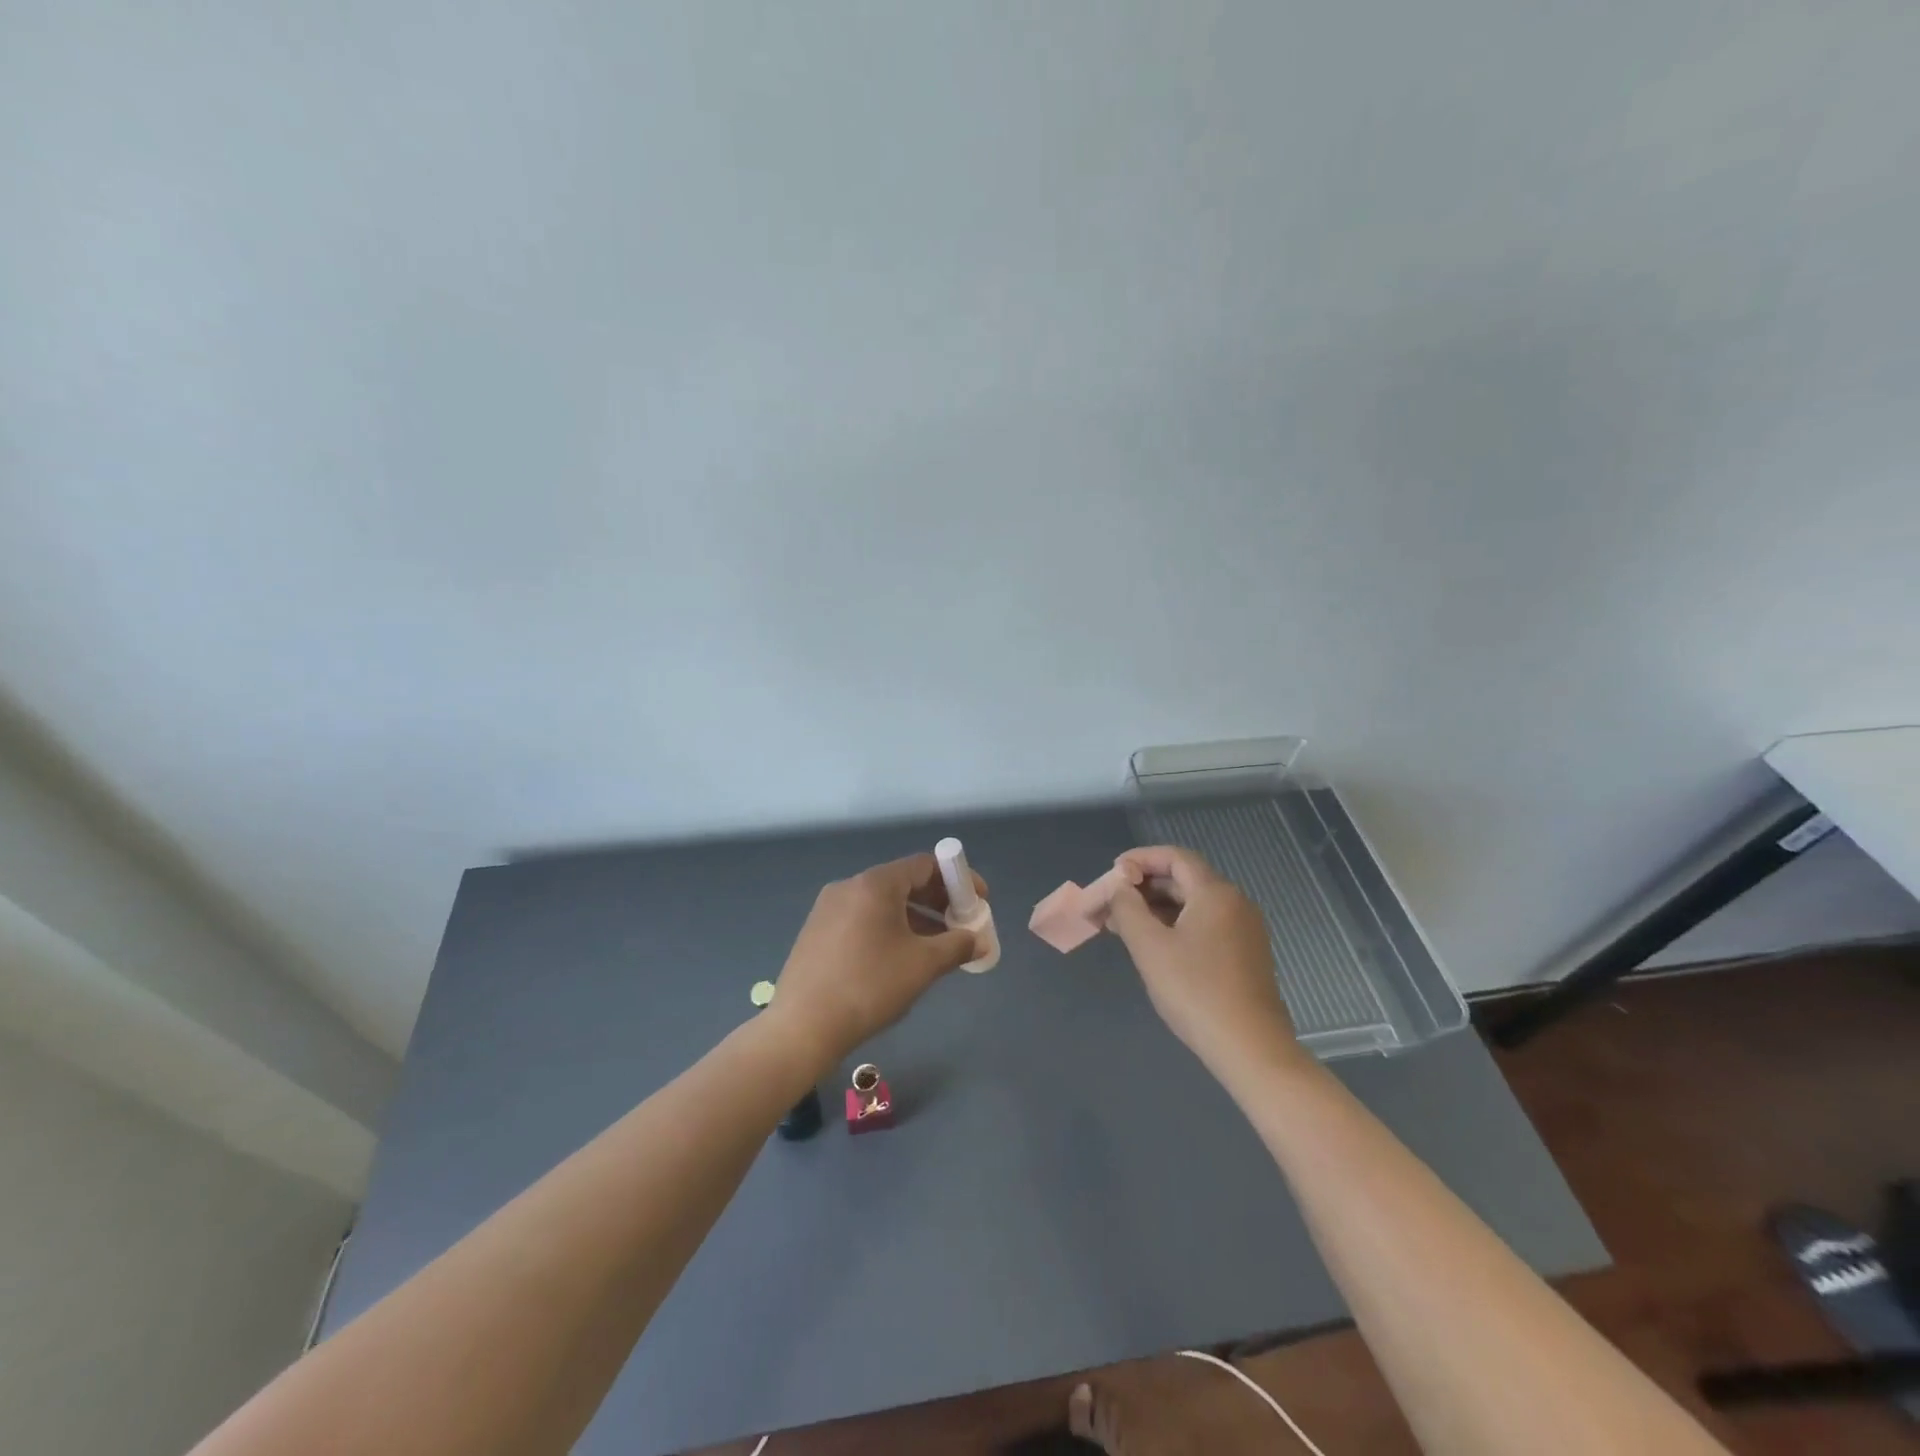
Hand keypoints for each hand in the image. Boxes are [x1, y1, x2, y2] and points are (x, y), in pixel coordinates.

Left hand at [768, 853, 984, 1069]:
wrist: (802, 1027)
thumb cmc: (870, 986)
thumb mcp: (923, 965)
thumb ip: (957, 946)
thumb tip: (979, 940)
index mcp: (875, 884)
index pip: (925, 864)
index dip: (957, 880)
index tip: (978, 902)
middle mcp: (849, 886)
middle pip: (903, 881)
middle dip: (937, 901)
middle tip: (960, 926)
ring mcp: (828, 908)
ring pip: (882, 903)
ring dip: (915, 918)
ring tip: (936, 948)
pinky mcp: (816, 932)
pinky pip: (863, 919)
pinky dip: (889, 929)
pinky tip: (899, 959)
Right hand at [1105, 845, 1304, 1078]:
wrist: (1250, 1048)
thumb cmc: (1195, 990)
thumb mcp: (1150, 946)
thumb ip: (1128, 908)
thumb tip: (1119, 885)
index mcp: (1215, 893)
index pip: (1175, 857)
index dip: (1140, 859)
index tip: (1112, 873)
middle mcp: (1235, 903)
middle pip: (1184, 879)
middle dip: (1143, 888)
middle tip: (1110, 904)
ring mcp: (1244, 930)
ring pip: (1193, 905)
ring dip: (1156, 909)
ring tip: (1122, 927)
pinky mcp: (1245, 955)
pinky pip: (1205, 925)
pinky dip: (1175, 926)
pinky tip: (1153, 947)